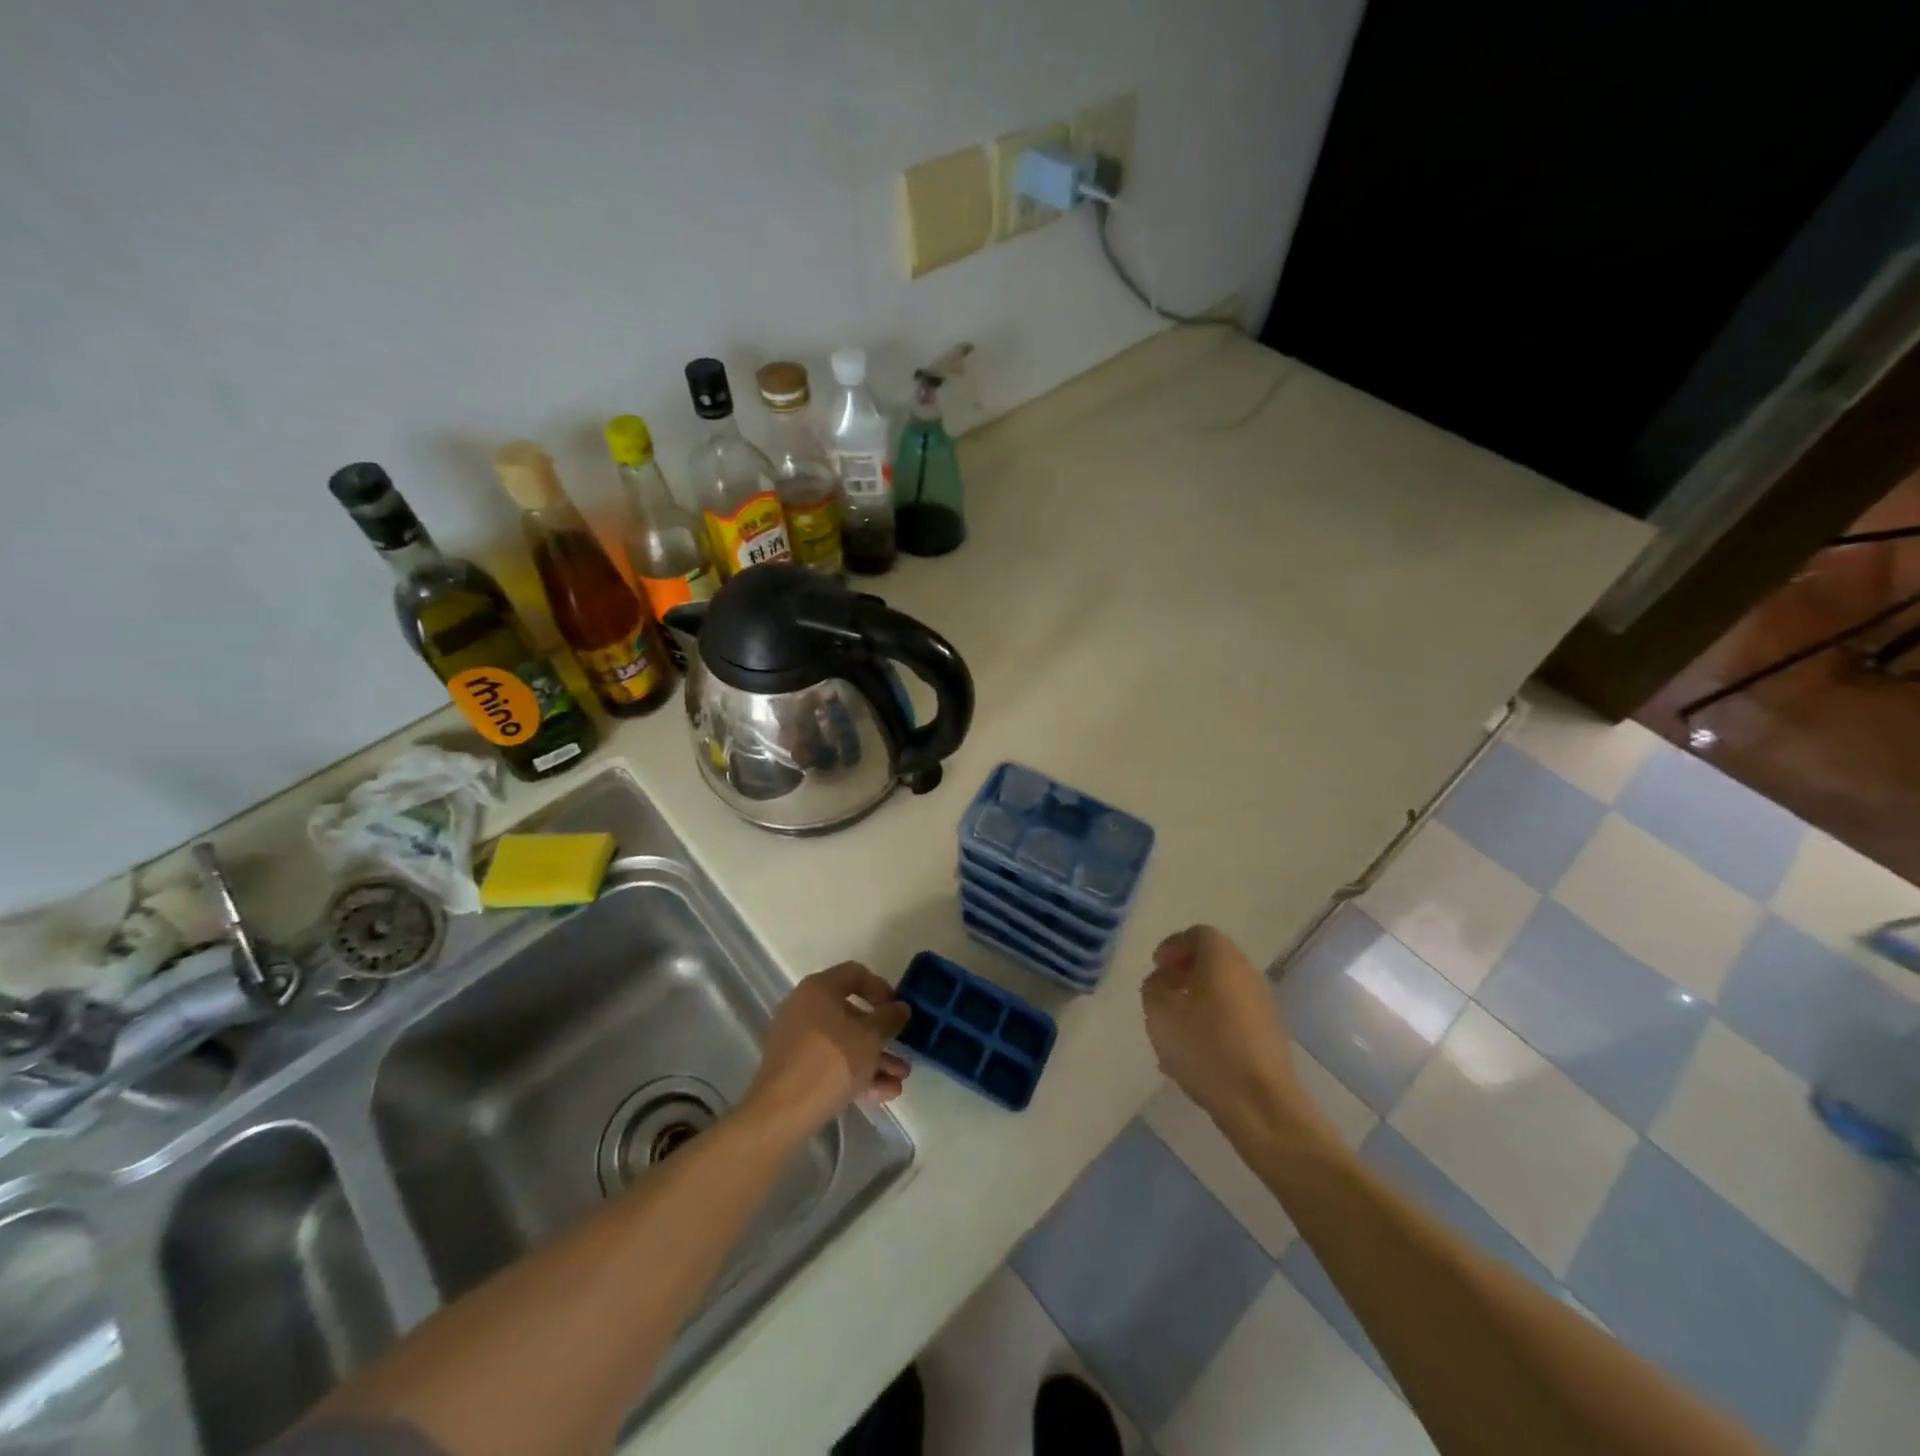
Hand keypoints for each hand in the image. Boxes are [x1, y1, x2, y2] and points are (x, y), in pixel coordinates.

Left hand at [742, 962, 911, 1138]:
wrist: (781, 1113)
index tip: (898, 1009)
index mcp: (819, 989)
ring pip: (843, 1043)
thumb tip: (900, 1007)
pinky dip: (856, 1073)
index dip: (881, 988)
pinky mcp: (794, 1069)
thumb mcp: (870, 1037)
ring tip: (900, 1079)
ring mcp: (797, 1040)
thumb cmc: (831, 1061)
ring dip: (874, 1058)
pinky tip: (883, 1093)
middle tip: (903, 1048)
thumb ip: (890, 1018)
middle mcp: (804, 1008)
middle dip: (881, 1034)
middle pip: (850, 1013)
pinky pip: (831, 1063)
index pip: (855, 974)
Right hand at [1141, 925, 1320, 1139]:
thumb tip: (1163, 981)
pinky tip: (1195, 1053)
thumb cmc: (1206, 1048)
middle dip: (1185, 973)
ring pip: (1224, 990)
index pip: (1199, 934)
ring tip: (1174, 1027)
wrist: (1261, 1105)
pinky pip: (1234, 1017)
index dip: (1174, 946)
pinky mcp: (1269, 1036)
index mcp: (1223, 960)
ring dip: (1198, 1000)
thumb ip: (1154, 987)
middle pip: (1214, 961)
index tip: (1157, 967)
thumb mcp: (1160, 1012)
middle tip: (1163, 993)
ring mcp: (1263, 1006)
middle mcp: (1248, 974)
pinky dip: (1212, 1023)